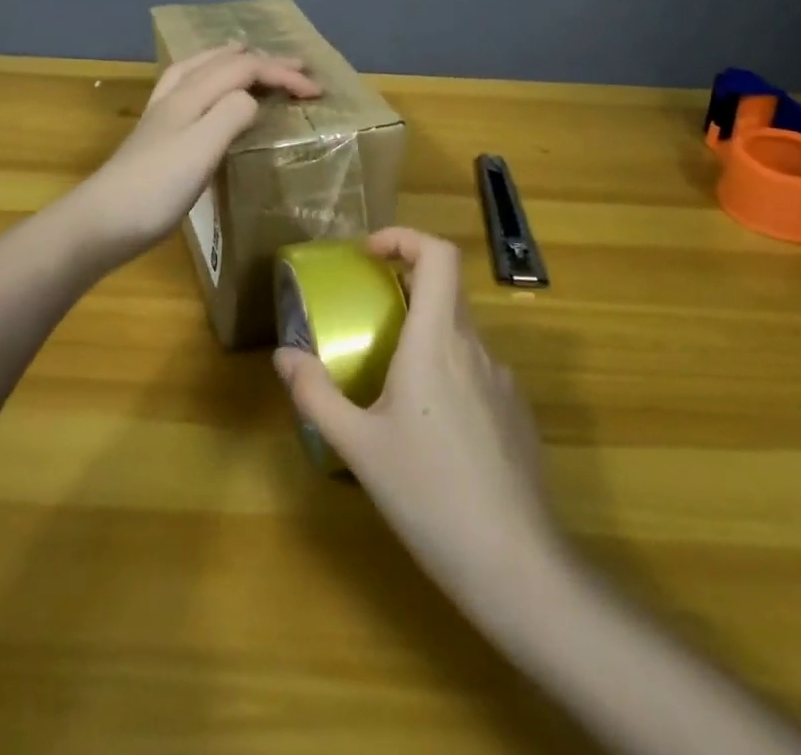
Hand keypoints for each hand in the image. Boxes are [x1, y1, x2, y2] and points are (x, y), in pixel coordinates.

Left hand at [74, 44, 320, 263]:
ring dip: (233, 59)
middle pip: (225, 62)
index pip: (245, 68)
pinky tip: (207, 90)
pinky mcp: (158, 133)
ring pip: (202, 68)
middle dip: (265, 61)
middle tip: (299, 67)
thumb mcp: (202, 149)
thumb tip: (253, 98)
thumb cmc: (156, 188)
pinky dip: (209, 76)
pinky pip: (189, 86)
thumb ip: (231, 114)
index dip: (283, 74)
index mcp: (192, 95)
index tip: (316, 91)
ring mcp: (164, 112)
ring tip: (250, 55)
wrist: (102, 222)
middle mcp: (177, 94)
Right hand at [274, 228, 560, 606]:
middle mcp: (475, 345)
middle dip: (404, 287)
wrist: (514, 562)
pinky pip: (477, 368)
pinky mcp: (516, 410)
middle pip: (445, 289)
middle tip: (368, 315)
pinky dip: (448, 370)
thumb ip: (316, 394)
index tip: (370, 253)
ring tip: (392, 380)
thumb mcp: (358, 446)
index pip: (438, 254)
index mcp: (436, 339)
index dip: (405, 237)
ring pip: (460, 332)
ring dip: (425, 334)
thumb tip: (284, 355)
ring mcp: (502, 378)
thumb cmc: (428, 493)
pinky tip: (431, 427)